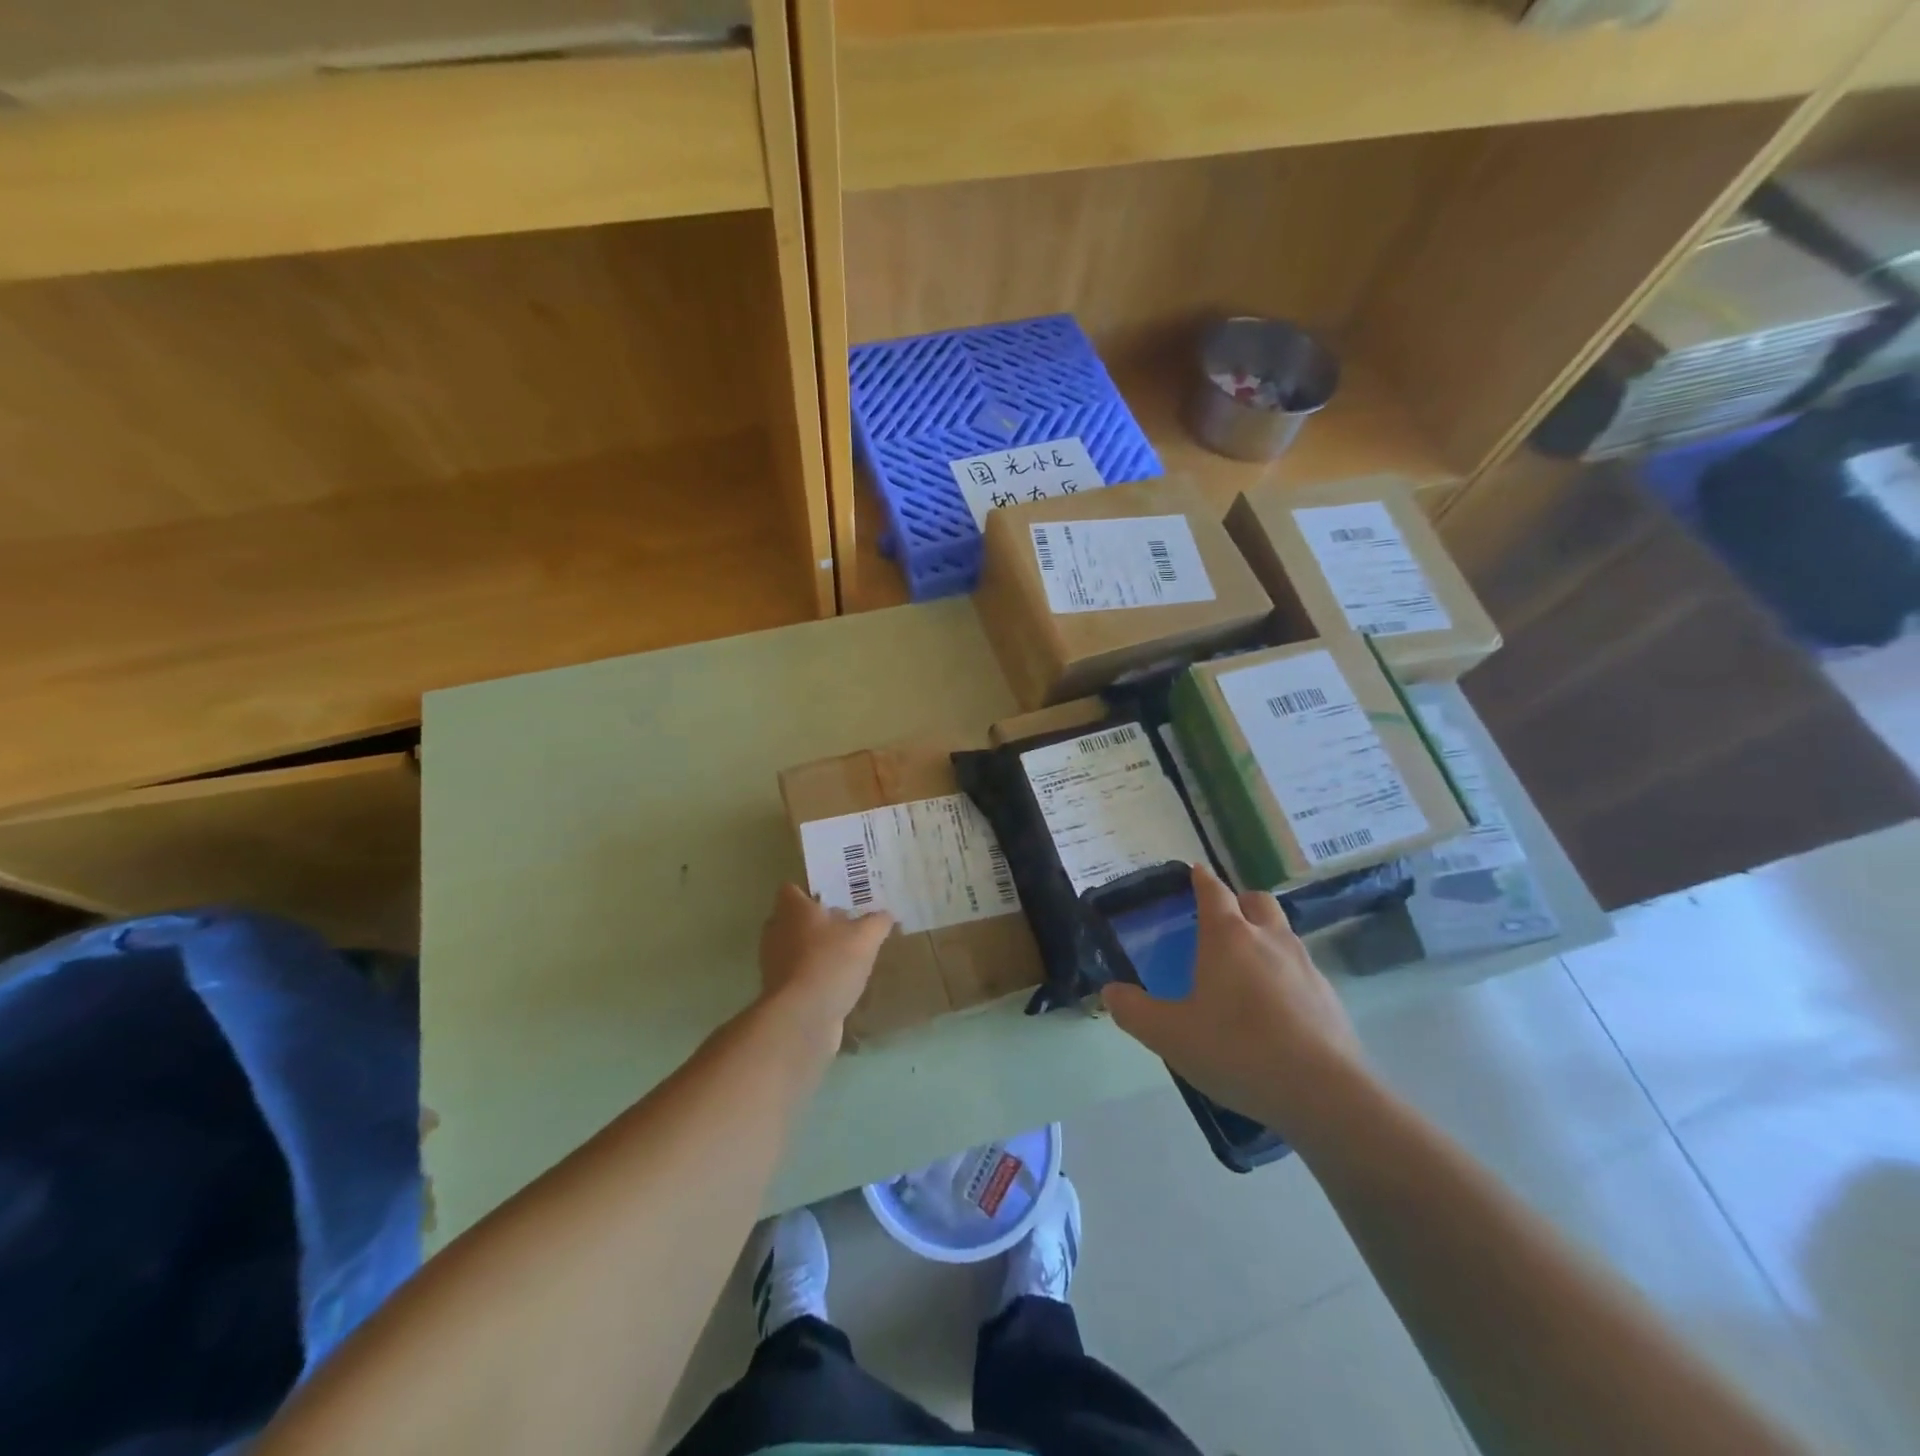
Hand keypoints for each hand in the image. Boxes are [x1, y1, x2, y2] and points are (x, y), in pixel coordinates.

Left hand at [758, 884, 894, 1049]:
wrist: (802, 1018)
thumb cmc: (831, 963)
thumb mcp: (866, 937)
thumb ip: (877, 922)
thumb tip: (886, 915)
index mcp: (793, 910)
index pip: (791, 889)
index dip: (810, 892)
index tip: (834, 898)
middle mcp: (776, 931)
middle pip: (793, 919)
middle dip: (816, 922)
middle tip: (846, 925)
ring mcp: (773, 963)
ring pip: (794, 947)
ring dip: (814, 950)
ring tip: (845, 955)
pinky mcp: (778, 991)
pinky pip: (797, 974)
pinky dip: (813, 975)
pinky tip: (837, 982)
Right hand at [1102, 864, 1362, 1133]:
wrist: (1324, 1094)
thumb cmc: (1237, 1050)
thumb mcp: (1170, 1035)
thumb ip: (1134, 1011)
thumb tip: (1110, 992)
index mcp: (1228, 937)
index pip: (1213, 891)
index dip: (1201, 879)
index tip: (1195, 871)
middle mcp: (1269, 939)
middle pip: (1257, 901)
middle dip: (1239, 901)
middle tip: (1221, 921)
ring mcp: (1305, 967)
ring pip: (1283, 933)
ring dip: (1264, 936)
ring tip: (1246, 967)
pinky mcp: (1329, 998)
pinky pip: (1302, 970)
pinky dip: (1285, 974)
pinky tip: (1275, 1009)